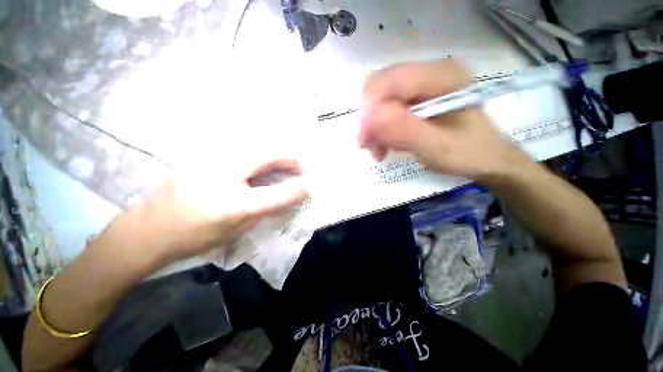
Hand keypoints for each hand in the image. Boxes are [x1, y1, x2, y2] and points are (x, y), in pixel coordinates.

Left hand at [95, 157, 308, 270]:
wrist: (149, 228)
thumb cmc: (196, 235)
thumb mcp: (238, 228)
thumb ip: (268, 208)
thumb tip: (290, 194)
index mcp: (233, 203)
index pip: (279, 192)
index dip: (299, 189)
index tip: (309, 186)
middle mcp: (224, 172)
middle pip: (269, 152)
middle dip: (290, 159)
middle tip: (297, 169)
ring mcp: (211, 156)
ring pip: (256, 143)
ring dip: (275, 153)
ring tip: (281, 165)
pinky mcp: (202, 150)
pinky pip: (240, 144)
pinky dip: (257, 151)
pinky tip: (258, 162)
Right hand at [359, 59, 530, 181]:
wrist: (487, 159)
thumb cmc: (467, 154)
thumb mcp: (435, 146)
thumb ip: (402, 130)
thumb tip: (367, 118)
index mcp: (441, 76)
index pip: (389, 80)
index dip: (369, 108)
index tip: (365, 139)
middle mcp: (430, 72)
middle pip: (381, 87)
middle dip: (370, 119)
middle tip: (370, 146)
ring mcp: (423, 84)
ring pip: (381, 99)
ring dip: (374, 127)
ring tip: (378, 150)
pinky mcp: (418, 97)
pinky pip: (388, 108)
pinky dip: (381, 128)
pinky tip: (384, 145)